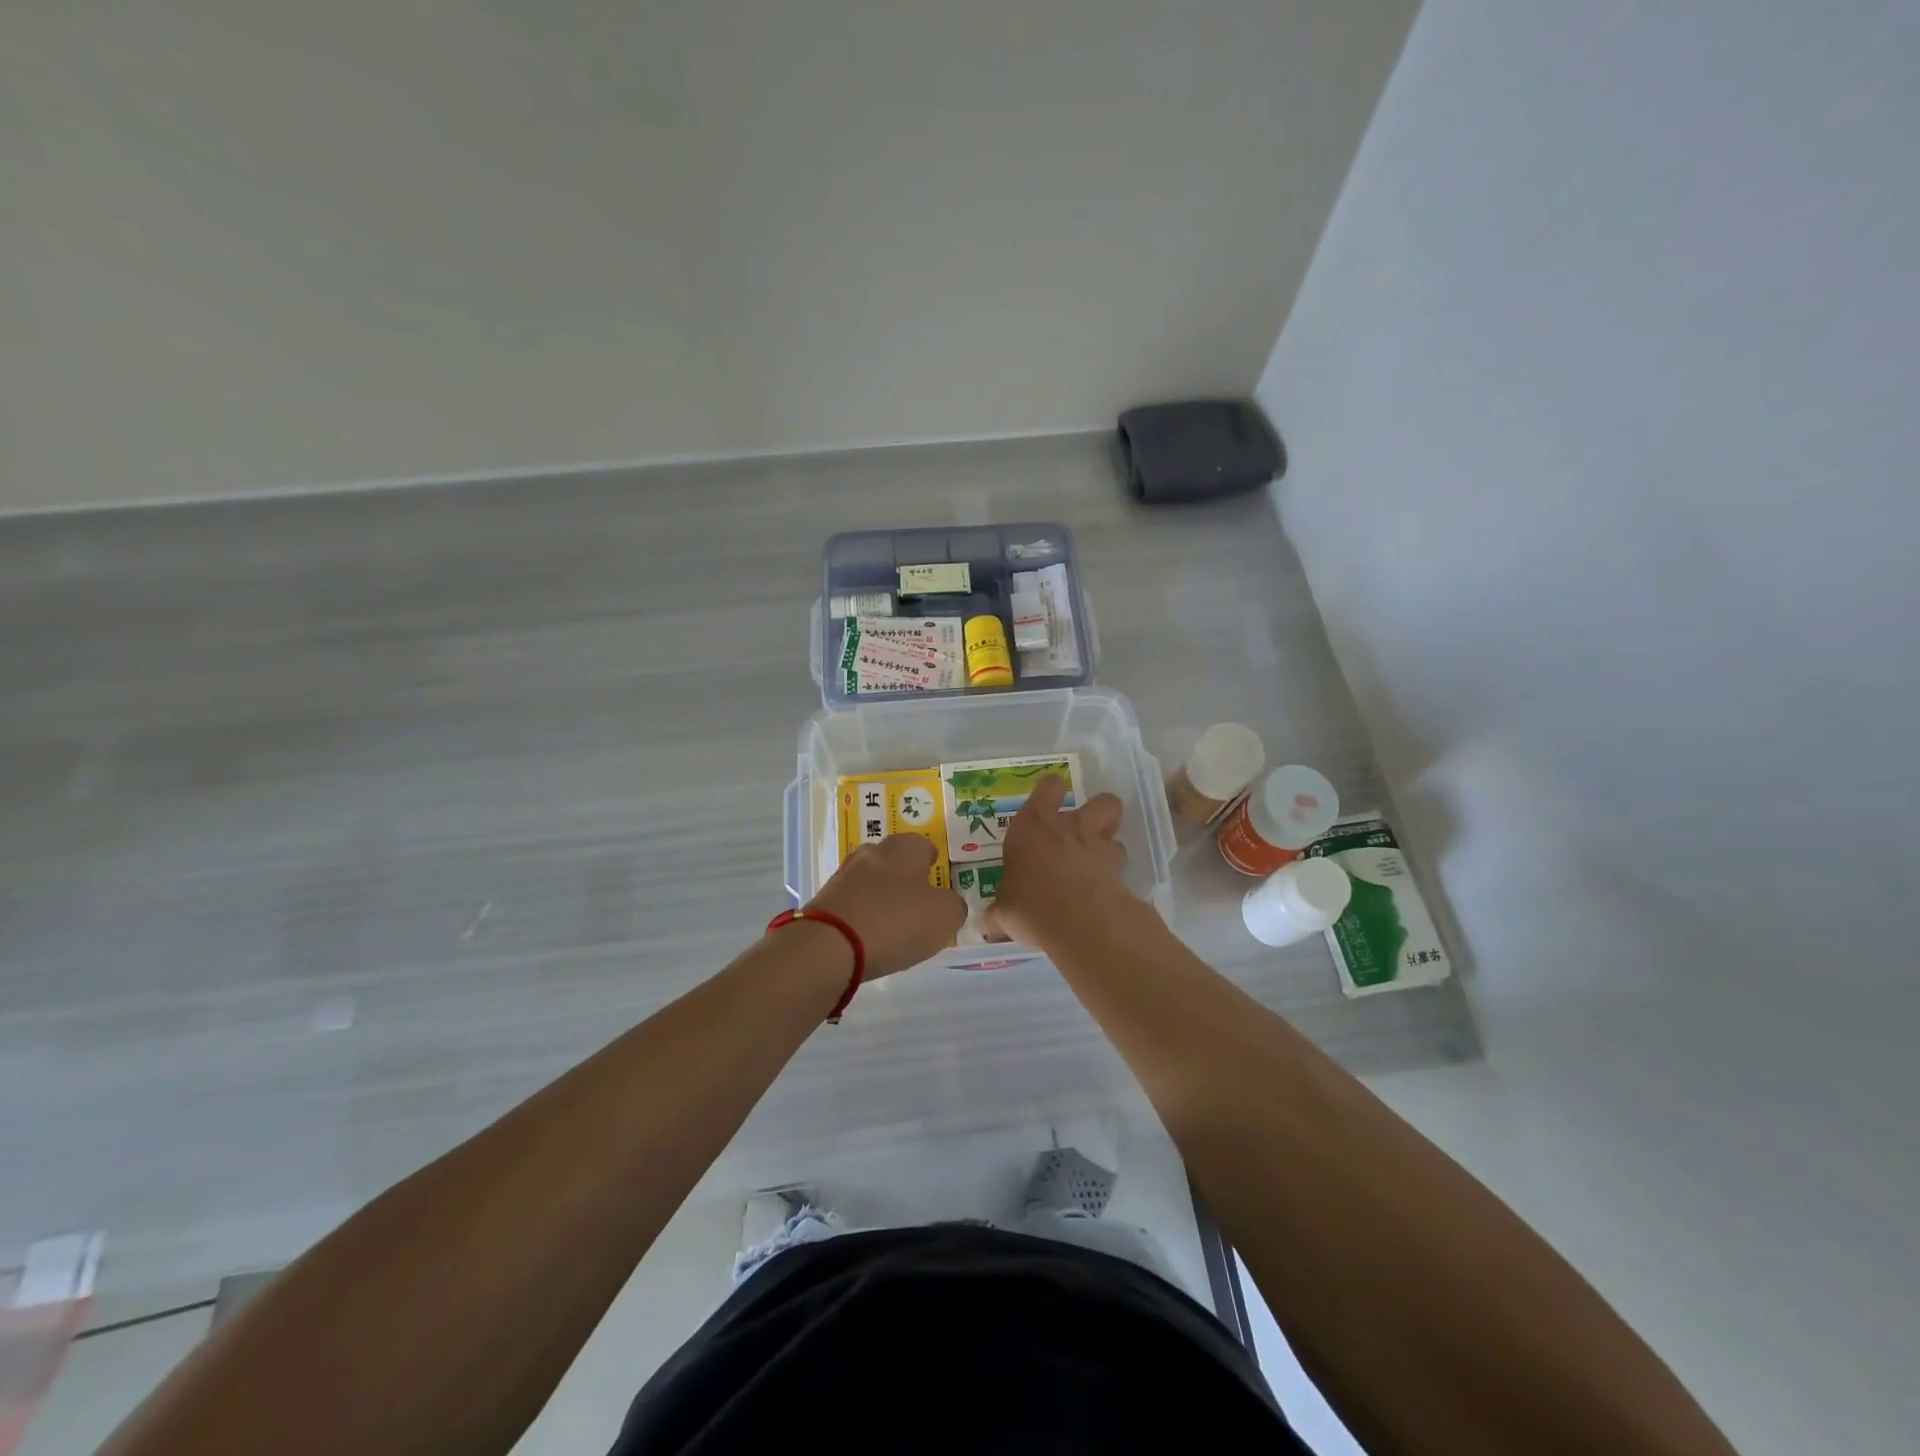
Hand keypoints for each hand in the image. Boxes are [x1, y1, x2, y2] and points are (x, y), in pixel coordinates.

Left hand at [807, 834, 965, 979]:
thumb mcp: (945, 916)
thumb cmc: (896, 922)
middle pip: (894, 860)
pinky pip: (852, 903)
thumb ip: (954, 905)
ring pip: (870, 881)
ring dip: (881, 897)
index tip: (938, 883)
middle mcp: (871, 853)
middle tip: (918, 905)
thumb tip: (947, 903)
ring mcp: (843, 875)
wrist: (829, 947)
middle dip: (905, 878)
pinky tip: (868, 937)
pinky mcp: (824, 901)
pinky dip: (862, 915)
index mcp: (903, 848)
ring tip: (893, 925)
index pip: (923, 845)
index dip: (933, 863)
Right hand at [983, 775, 1129, 945]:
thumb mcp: (1002, 912)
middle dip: (1097, 812)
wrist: (1080, 923)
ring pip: (1115, 830)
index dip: (1051, 792)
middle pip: (1101, 800)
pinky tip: (1102, 894)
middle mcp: (1069, 827)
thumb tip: (990, 923)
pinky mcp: (1120, 872)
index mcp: (1033, 824)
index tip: (1046, 805)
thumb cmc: (1029, 905)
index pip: (1049, 787)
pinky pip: (1120, 866)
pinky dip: (1114, 876)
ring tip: (1094, 865)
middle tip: (1082, 834)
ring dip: (1108, 842)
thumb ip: (999, 912)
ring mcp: (1098, 847)